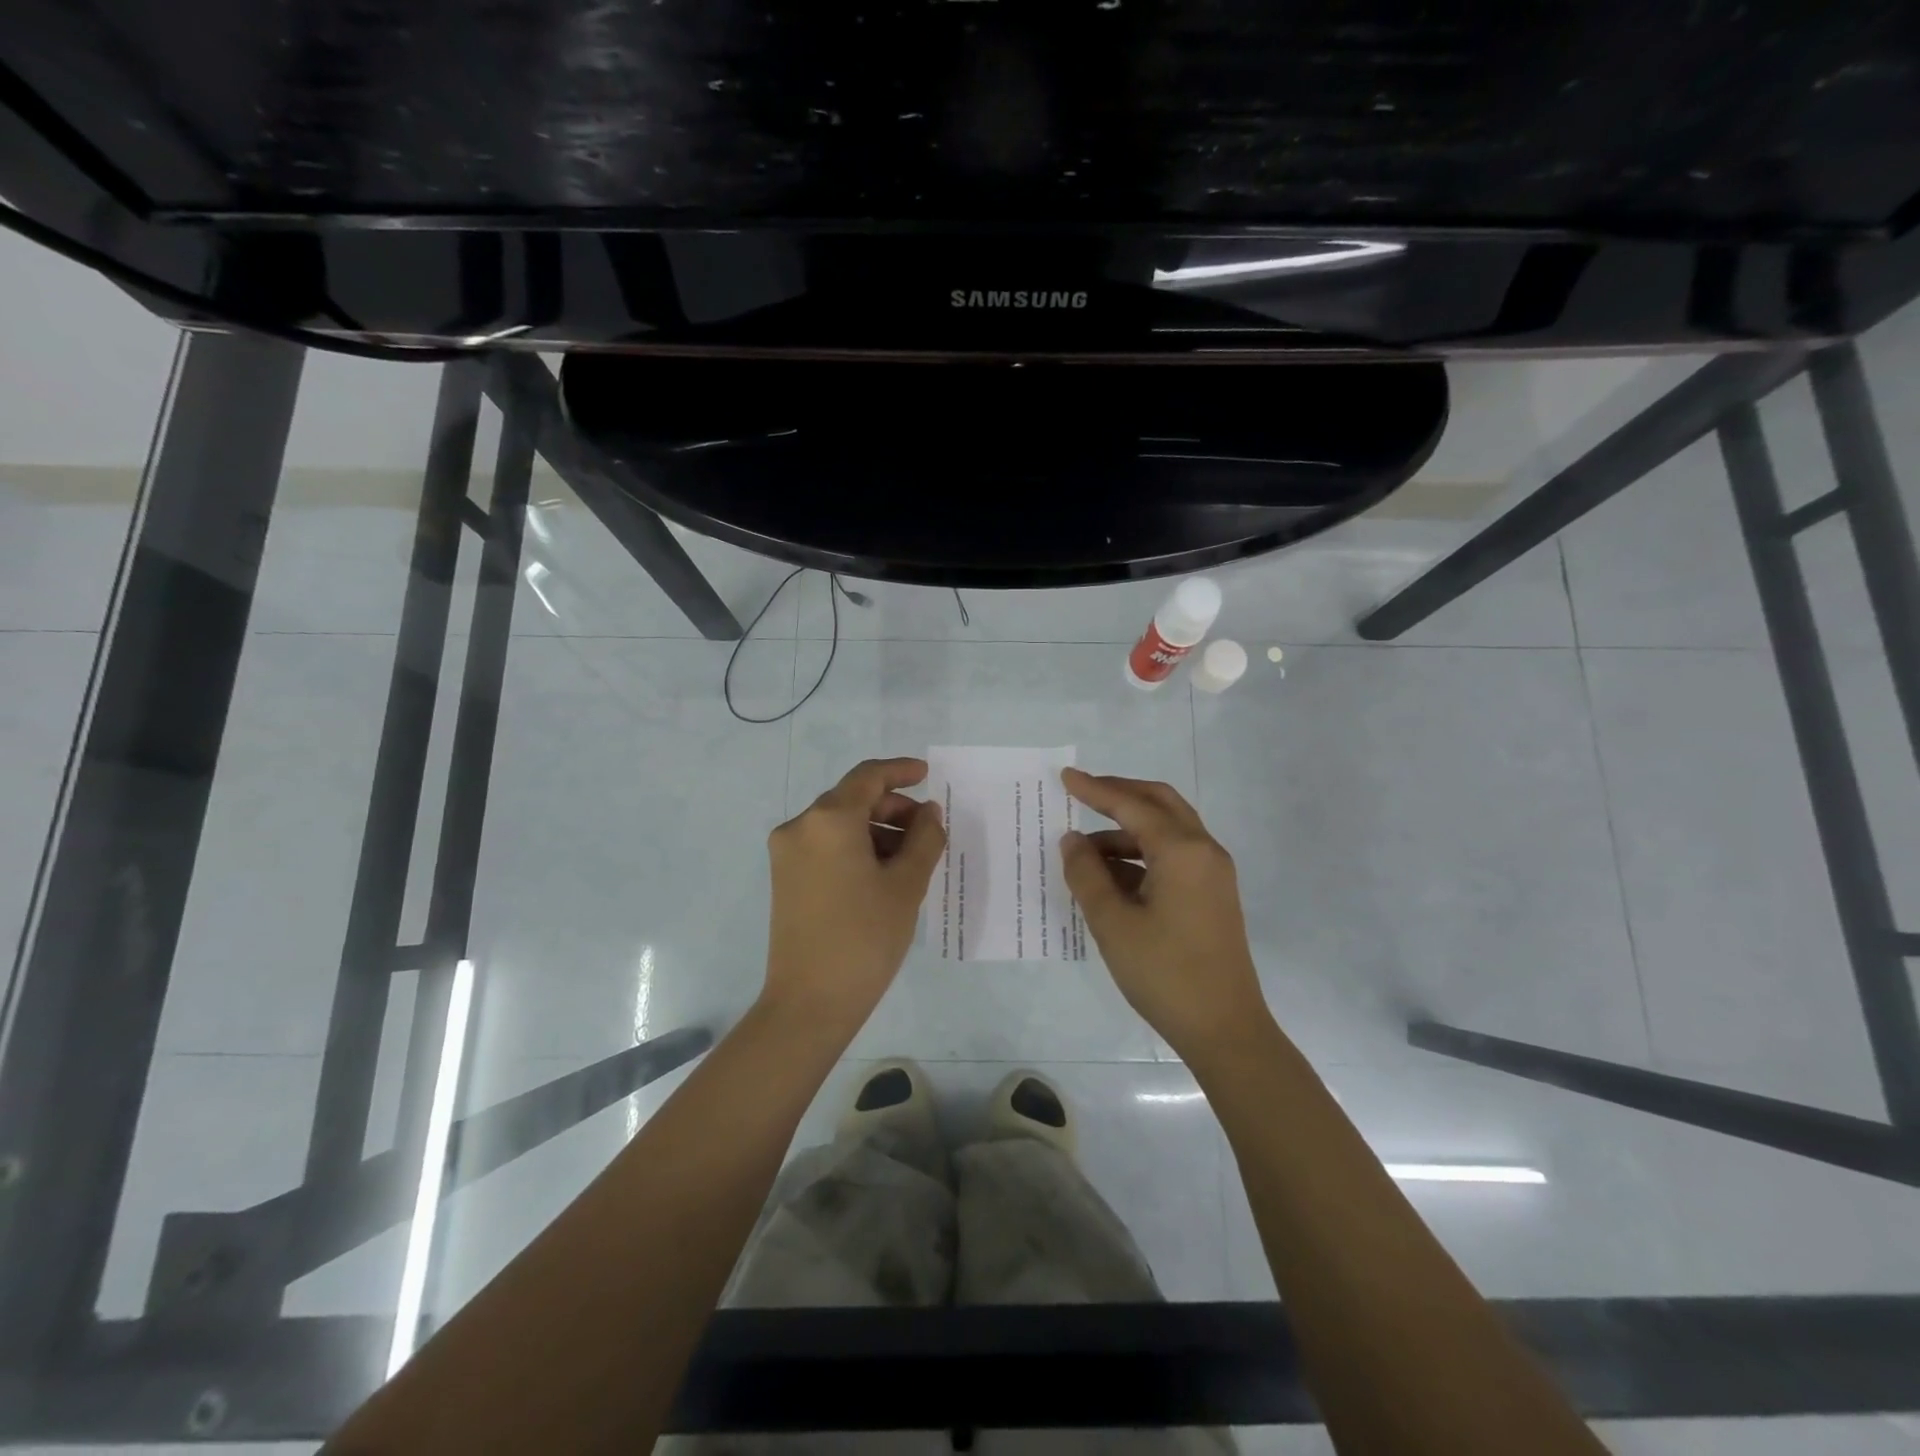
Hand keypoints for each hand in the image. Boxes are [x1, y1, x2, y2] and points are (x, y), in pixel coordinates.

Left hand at [762, 757, 945, 1036]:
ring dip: (876, 828)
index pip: (868, 777)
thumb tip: (929, 812)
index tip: (927, 775)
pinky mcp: (784, 877)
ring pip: (839, 823)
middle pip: (852, 798)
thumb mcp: (906, 885)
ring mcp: (787, 853)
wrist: (810, 1002)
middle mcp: (801, 826)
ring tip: (910, 858)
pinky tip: (882, 873)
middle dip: (893, 807)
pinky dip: (855, 846)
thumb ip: (924, 838)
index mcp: (829, 820)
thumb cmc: (865, 938)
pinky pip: (825, 845)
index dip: (900, 771)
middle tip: (928, 830)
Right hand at [1059, 768, 1270, 1062]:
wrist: (1224, 1029)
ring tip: (1084, 851)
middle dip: (1119, 794)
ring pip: (1166, 830)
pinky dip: (1141, 854)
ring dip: (1126, 830)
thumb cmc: (1164, 973)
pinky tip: (1111, 874)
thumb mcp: (1113, 923)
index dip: (1096, 790)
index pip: (1132, 806)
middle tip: (1081, 793)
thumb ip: (1087, 874)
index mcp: (1182, 851)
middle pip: (1159, 803)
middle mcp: (1203, 851)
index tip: (1065, 777)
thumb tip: (1072, 840)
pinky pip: (1173, 855)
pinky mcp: (1211, 894)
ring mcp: (1212, 872)